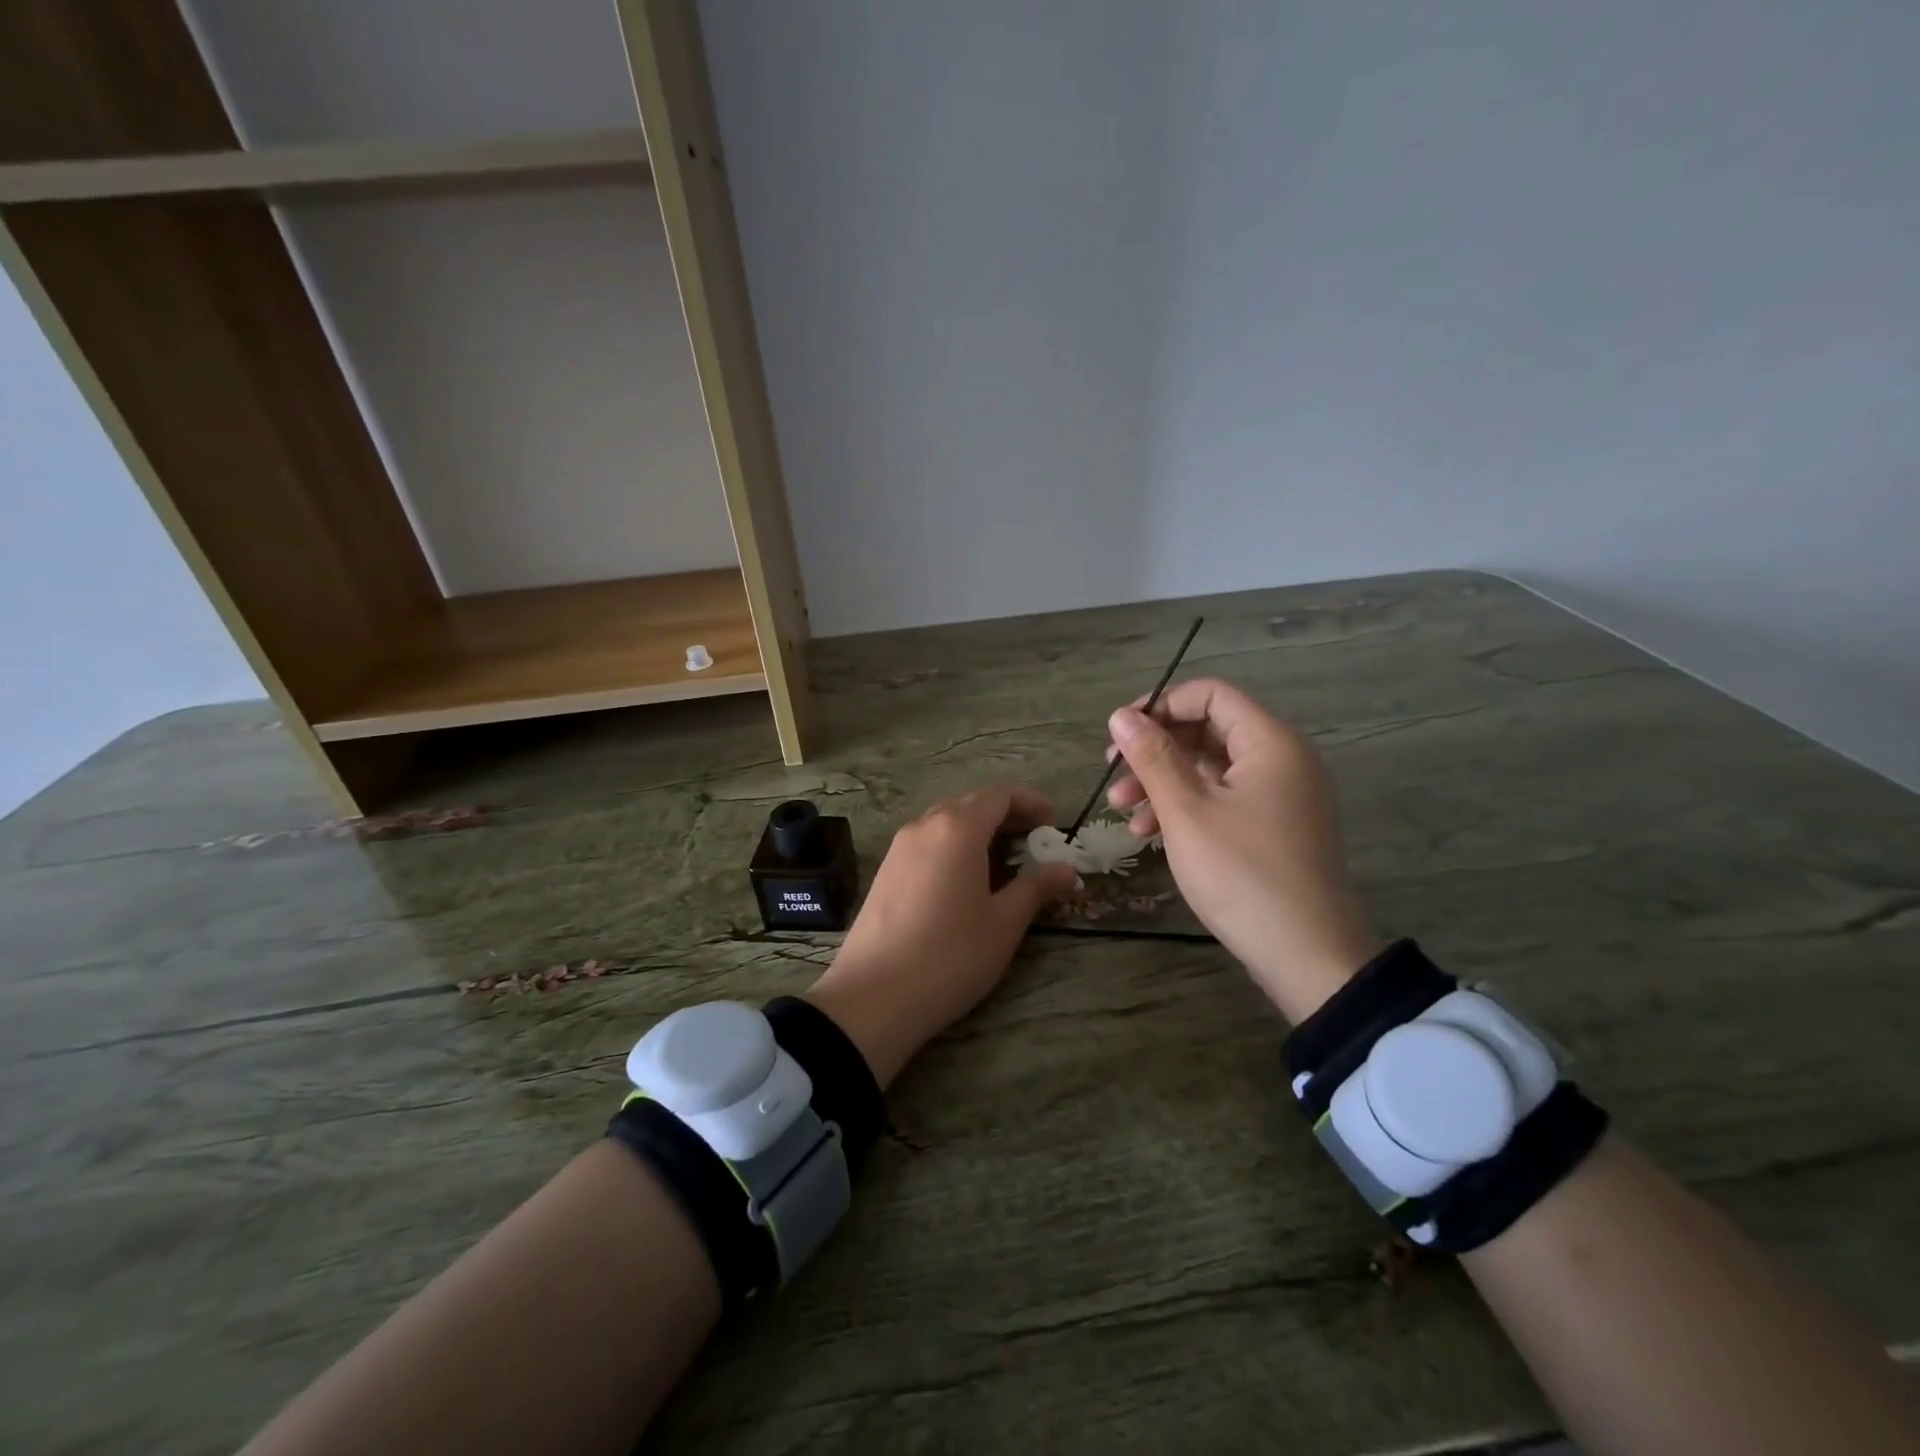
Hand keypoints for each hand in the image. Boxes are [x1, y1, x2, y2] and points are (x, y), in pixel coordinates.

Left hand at [806, 786, 1079, 1086]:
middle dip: (1007, 816)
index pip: (999, 795)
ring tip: (1005, 862)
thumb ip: (1036, 887)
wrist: (873, 997)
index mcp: (957, 828)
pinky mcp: (885, 871)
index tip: (1054, 823)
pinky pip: (927, 843)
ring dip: (979, 831)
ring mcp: (899, 847)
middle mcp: (925, 826)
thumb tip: (1067, 869)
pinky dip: (954, 847)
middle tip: (1035, 842)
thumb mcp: (1003, 923)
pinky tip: (966, 880)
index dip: (1031, 802)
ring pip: (946, 822)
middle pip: (971, 804)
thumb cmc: (950, 955)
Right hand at [1105, 678, 1381, 1021]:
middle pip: (1207, 731)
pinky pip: (1223, 799)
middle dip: (1153, 752)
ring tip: (1121, 813)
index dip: (1160, 706)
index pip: (1209, 695)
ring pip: (1210, 769)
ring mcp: (1280, 795)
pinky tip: (1149, 833)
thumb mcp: (1186, 811)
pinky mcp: (1274, 827)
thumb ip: (1151, 757)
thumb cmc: (1241, 872)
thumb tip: (1121, 715)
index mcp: (1270, 742)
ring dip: (1162, 784)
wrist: (1306, 954)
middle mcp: (1281, 759)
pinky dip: (1186, 808)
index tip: (1119, 734)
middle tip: (1112, 777)